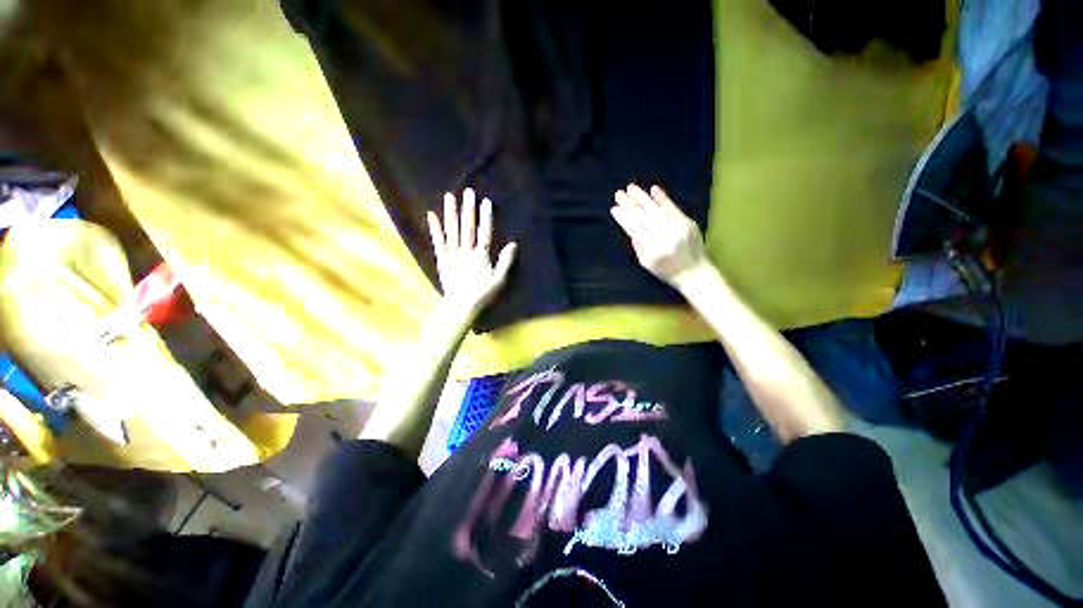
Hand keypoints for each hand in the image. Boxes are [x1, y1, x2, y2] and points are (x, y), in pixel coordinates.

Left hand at [428, 188, 516, 312]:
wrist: (461, 305)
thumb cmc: (482, 294)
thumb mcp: (499, 280)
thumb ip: (505, 261)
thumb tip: (513, 244)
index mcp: (481, 256)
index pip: (484, 232)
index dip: (485, 217)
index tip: (486, 202)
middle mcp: (466, 251)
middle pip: (468, 227)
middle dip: (469, 209)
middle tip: (468, 191)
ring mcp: (453, 254)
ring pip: (452, 230)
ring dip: (451, 213)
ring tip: (450, 196)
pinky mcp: (442, 259)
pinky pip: (438, 241)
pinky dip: (435, 228)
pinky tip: (431, 215)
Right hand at [611, 183, 708, 290]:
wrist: (696, 273)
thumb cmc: (666, 271)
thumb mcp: (646, 263)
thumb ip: (638, 245)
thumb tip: (629, 225)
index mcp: (655, 251)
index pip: (636, 230)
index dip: (624, 219)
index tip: (614, 209)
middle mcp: (667, 237)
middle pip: (645, 218)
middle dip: (630, 204)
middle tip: (618, 194)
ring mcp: (680, 229)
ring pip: (657, 210)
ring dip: (643, 198)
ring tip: (630, 187)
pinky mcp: (689, 223)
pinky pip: (673, 208)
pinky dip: (663, 198)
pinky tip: (653, 189)